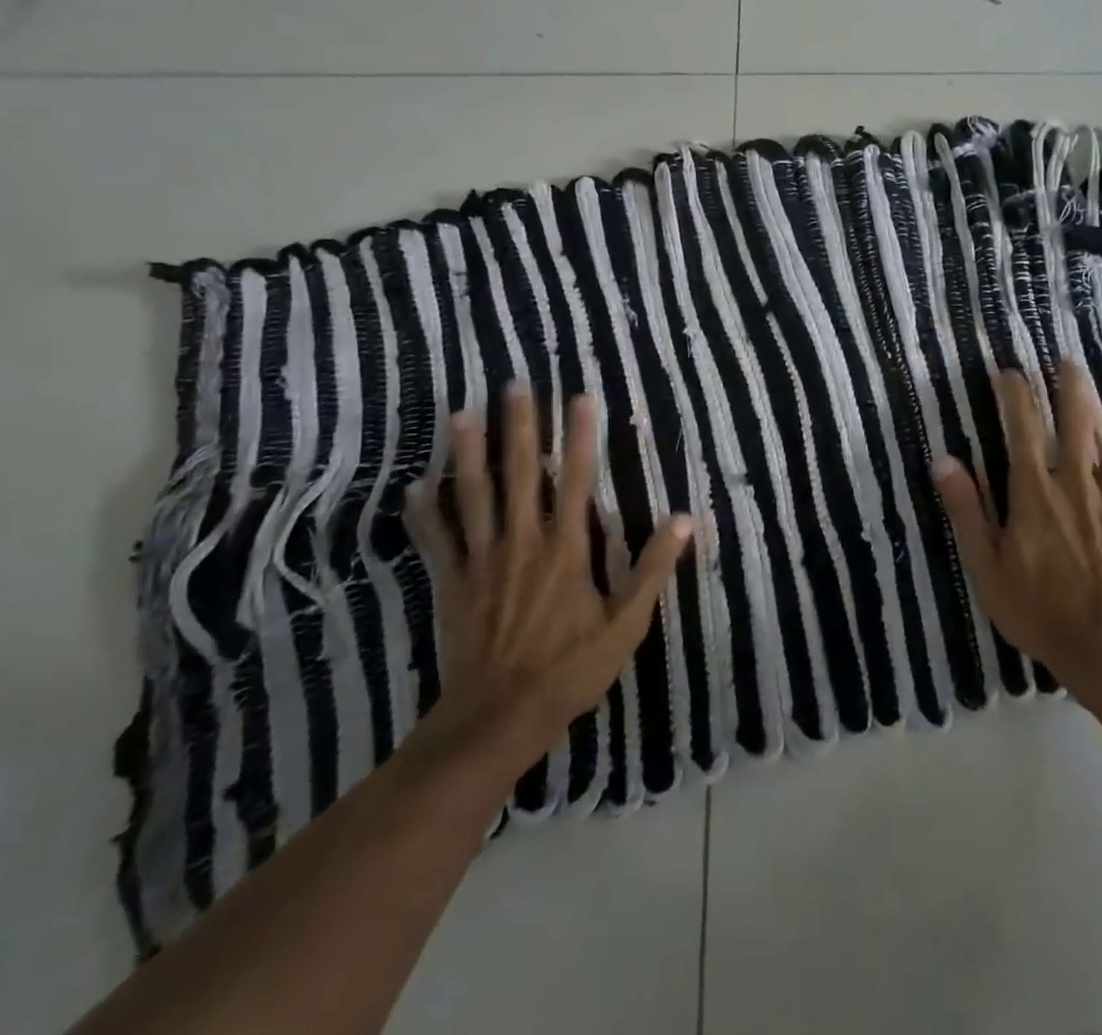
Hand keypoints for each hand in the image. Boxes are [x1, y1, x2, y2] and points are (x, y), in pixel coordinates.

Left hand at [403, 386, 692, 780]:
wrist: (498, 716)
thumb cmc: (570, 668)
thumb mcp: (626, 623)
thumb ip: (653, 568)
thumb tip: (685, 520)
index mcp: (567, 548)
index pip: (576, 479)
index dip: (580, 436)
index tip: (581, 397)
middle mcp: (523, 541)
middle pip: (520, 473)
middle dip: (519, 426)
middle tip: (514, 384)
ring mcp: (483, 560)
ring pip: (474, 495)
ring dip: (468, 453)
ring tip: (461, 414)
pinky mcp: (453, 582)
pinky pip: (438, 540)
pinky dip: (426, 513)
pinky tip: (416, 486)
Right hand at [932, 361, 1101, 693]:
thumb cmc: (1037, 608)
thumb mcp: (986, 565)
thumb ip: (966, 510)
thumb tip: (944, 461)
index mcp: (1035, 492)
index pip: (1024, 428)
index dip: (1016, 394)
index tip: (1009, 373)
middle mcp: (1076, 485)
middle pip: (1078, 423)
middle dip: (1072, 387)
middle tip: (1068, 361)